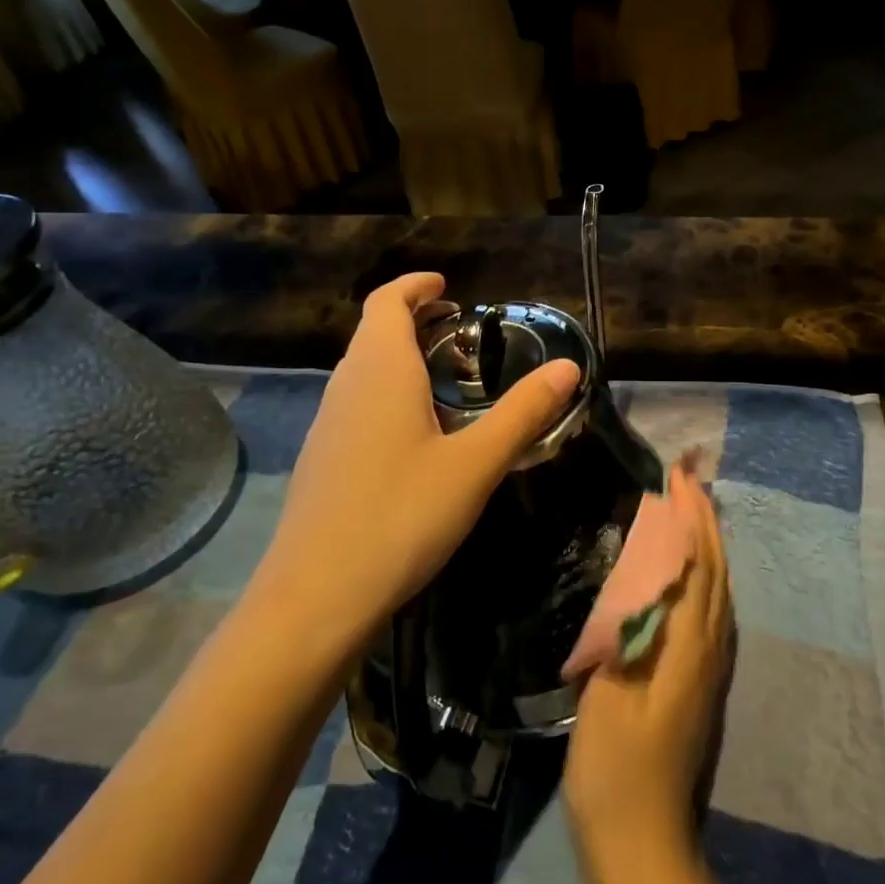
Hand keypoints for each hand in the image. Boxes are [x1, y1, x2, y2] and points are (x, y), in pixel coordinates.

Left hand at [251, 272, 579, 650]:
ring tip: (446, 379)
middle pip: (374, 332)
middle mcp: (346, 387)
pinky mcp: (322, 460)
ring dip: (400, 358)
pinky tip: (416, 435)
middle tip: (460, 330)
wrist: (316, 598)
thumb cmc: (401, 516)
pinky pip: (357, 404)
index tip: (448, 286)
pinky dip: (388, 394)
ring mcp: (327, 425)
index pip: (387, 302)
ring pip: (363, 370)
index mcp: (380, 371)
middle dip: (413, 319)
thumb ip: (523, 412)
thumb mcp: (475, 464)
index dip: (415, 286)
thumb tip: (568, 365)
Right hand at [564, 464, 732, 864]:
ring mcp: (709, 668)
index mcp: (688, 646)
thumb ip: (633, 631)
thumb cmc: (615, 768)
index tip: (679, 476)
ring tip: (691, 512)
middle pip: (716, 571)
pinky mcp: (699, 683)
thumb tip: (649, 572)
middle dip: (705, 521)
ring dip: (708, 544)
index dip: (691, 518)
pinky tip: (687, 574)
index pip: (697, 565)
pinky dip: (704, 575)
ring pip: (719, 590)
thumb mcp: (612, 694)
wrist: (640, 844)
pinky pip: (711, 609)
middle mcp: (709, 649)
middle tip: (688, 479)